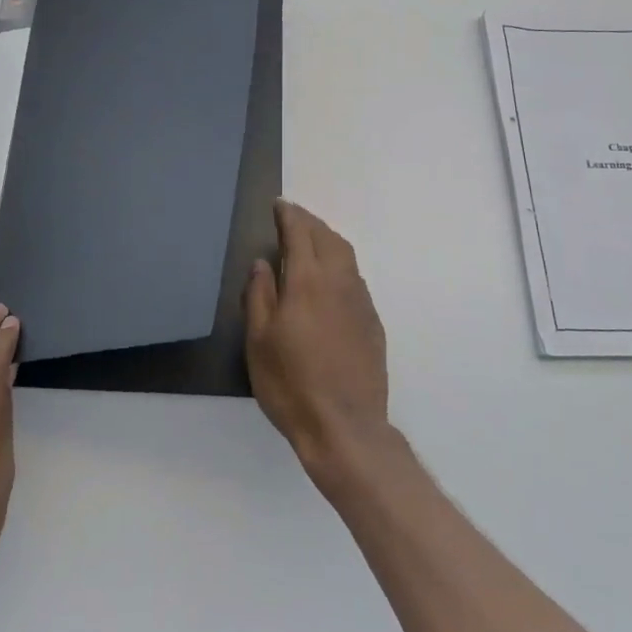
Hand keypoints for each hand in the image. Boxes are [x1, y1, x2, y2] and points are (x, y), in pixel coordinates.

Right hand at [245, 200, 389, 482]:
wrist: (345, 427)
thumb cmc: (291, 384)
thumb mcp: (259, 341)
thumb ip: (260, 295)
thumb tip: (262, 263)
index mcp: (308, 281)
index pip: (300, 233)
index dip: (289, 215)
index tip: (279, 204)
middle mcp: (339, 283)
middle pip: (328, 238)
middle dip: (310, 222)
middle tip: (293, 217)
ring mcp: (361, 302)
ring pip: (346, 256)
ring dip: (327, 240)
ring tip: (311, 240)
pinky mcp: (373, 323)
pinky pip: (355, 278)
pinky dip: (340, 264)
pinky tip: (329, 279)